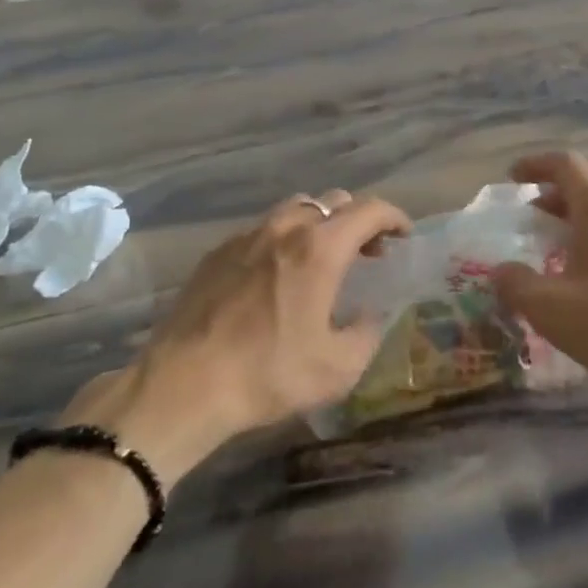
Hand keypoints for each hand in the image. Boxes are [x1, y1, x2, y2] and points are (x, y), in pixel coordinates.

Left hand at [64, 190, 409, 481]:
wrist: (183, 385)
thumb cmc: (267, 374)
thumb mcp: (337, 368)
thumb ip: (367, 334)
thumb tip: (369, 315)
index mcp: (320, 248)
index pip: (370, 210)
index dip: (395, 217)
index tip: (404, 236)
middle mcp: (286, 228)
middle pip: (334, 202)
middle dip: (359, 220)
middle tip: (367, 252)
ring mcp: (248, 235)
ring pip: (297, 208)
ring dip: (320, 224)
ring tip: (322, 258)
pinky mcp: (218, 251)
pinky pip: (263, 229)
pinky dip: (284, 239)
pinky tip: (277, 275)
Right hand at [491, 152, 587, 400]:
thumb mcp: (550, 307)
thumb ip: (516, 284)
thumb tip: (499, 271)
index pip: (565, 164)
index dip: (535, 165)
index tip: (513, 178)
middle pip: (585, 188)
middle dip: (552, 201)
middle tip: (528, 224)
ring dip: (575, 226)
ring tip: (554, 255)